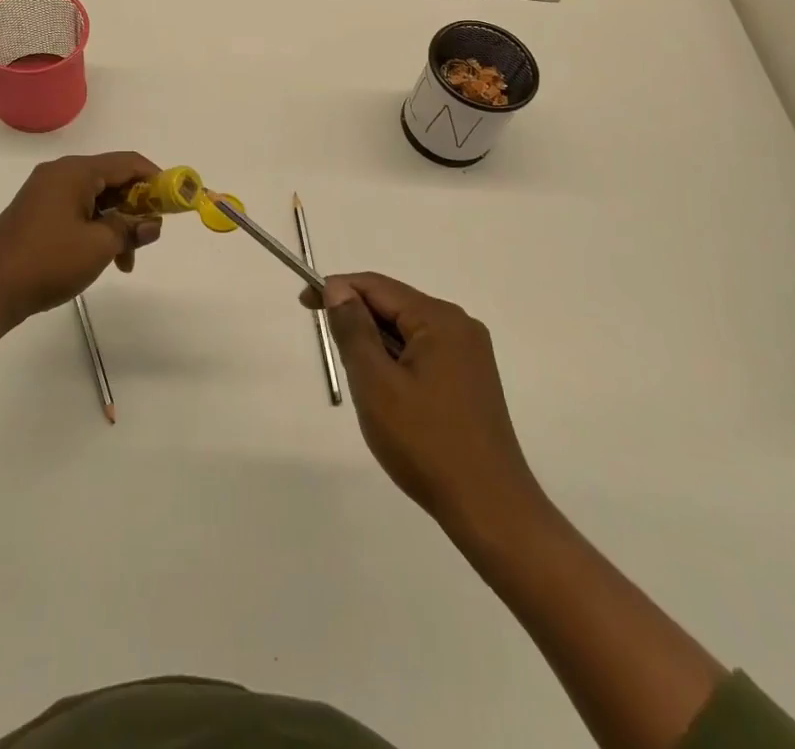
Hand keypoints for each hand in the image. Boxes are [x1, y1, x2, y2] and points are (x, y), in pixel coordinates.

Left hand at [0, 152, 163, 328]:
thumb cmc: (47, 262)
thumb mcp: (99, 246)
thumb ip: (130, 228)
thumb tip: (153, 223)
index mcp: (75, 172)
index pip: (128, 162)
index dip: (157, 179)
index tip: (175, 203)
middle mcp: (60, 174)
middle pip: (112, 179)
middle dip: (136, 206)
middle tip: (150, 236)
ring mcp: (45, 193)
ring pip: (97, 199)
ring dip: (117, 224)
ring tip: (126, 260)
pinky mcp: (37, 214)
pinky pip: (78, 211)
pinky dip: (97, 229)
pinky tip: (103, 258)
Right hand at [312, 272, 543, 536]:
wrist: (490, 509)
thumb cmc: (425, 442)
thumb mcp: (375, 383)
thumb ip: (353, 329)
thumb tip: (338, 289)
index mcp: (440, 318)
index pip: (377, 286)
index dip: (337, 289)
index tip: (304, 303)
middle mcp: (460, 325)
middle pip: (395, 305)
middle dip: (358, 320)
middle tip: (332, 352)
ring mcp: (470, 354)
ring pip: (408, 331)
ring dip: (377, 345)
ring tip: (362, 382)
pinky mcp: (472, 380)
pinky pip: (424, 352)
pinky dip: (397, 361)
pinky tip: (390, 395)